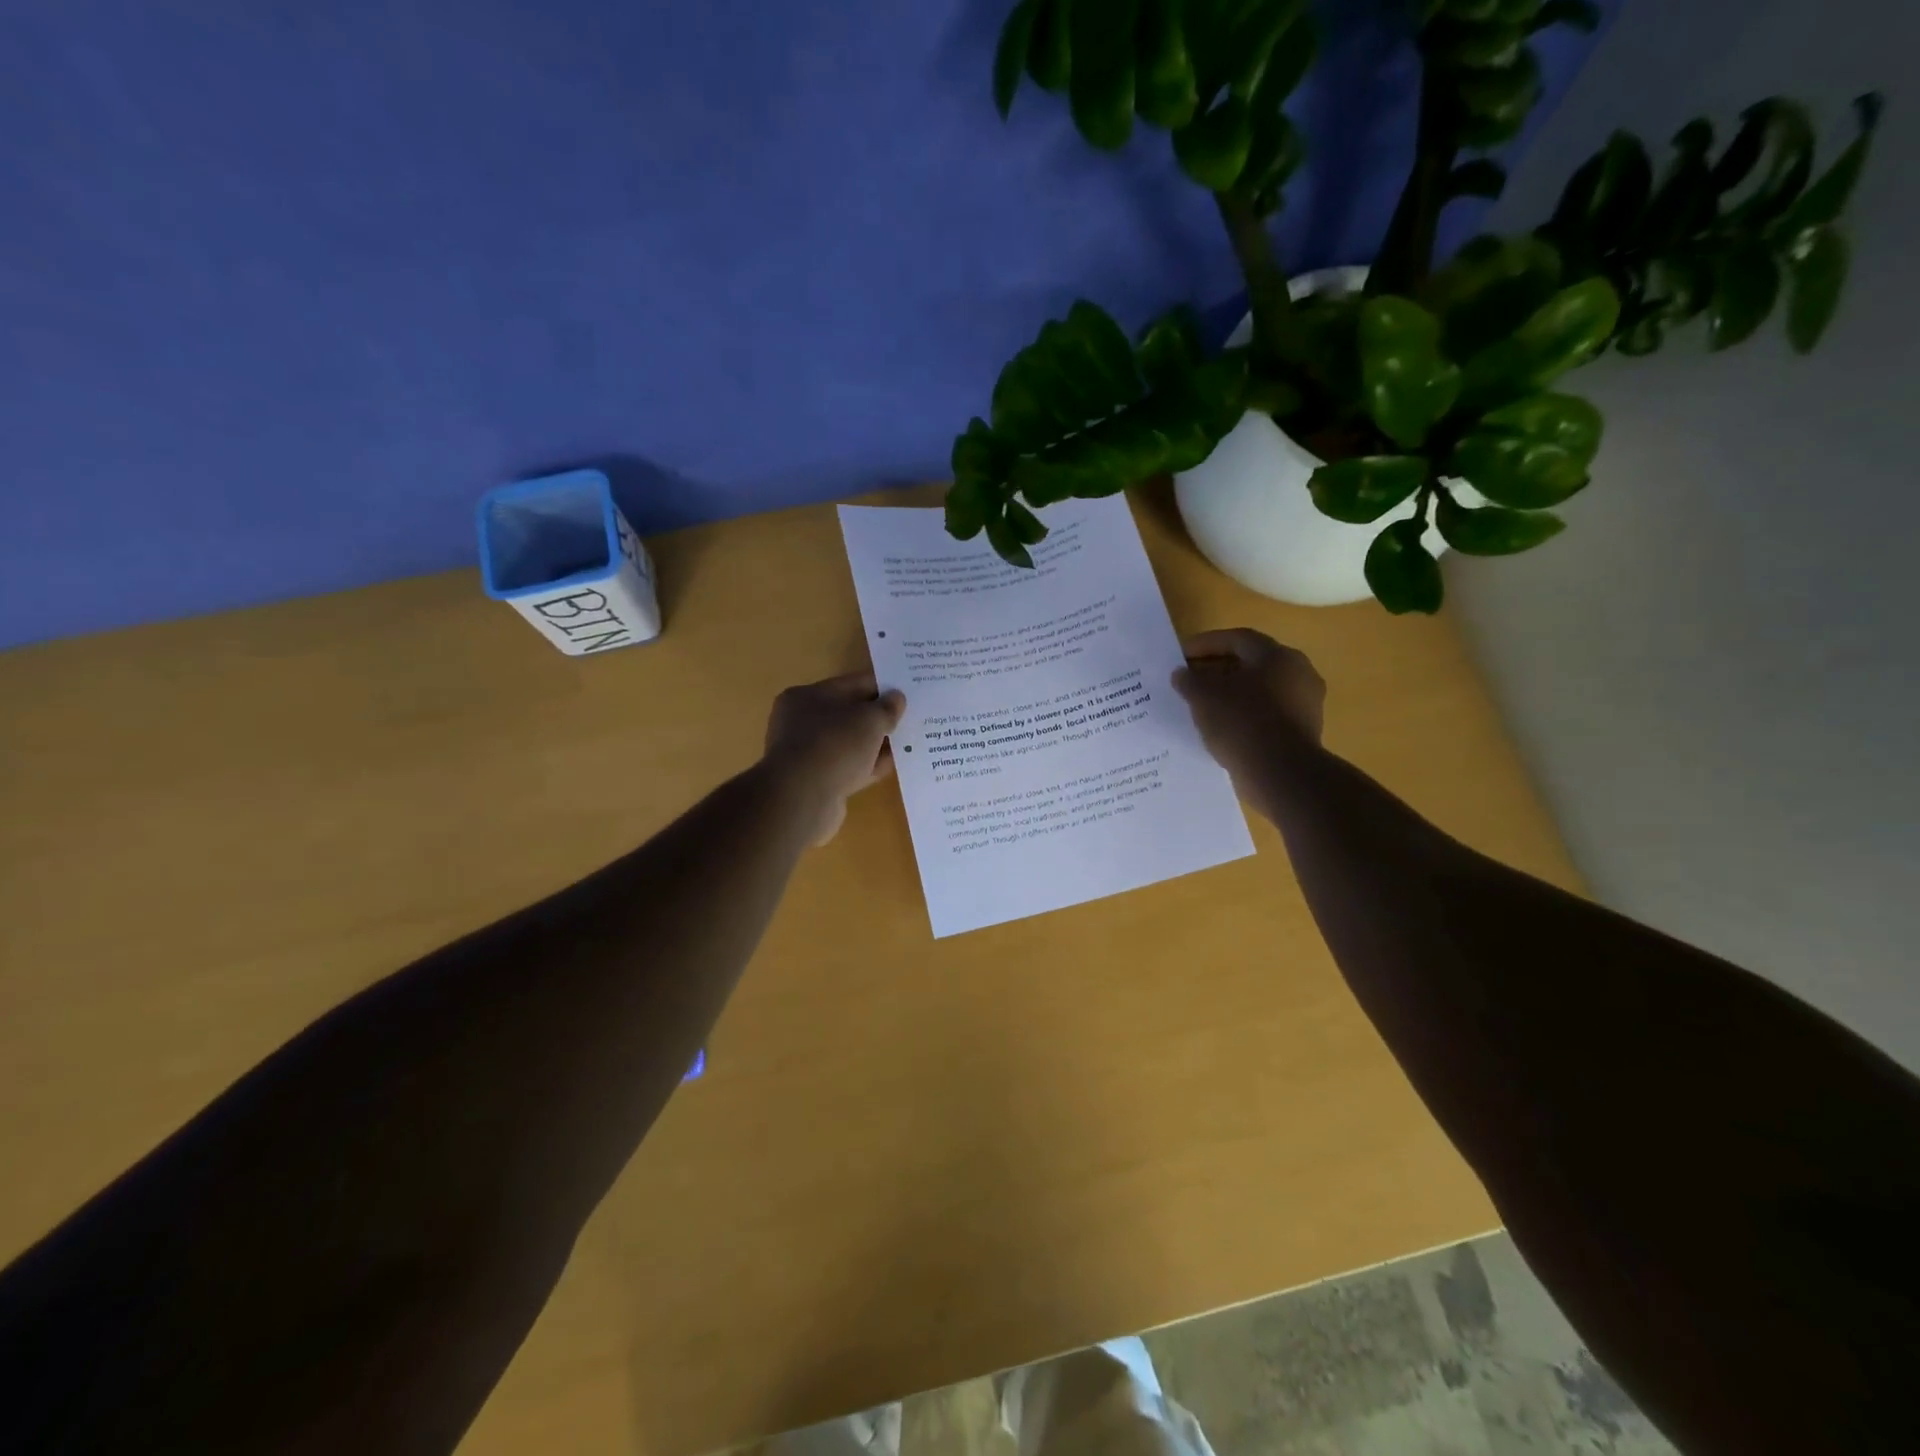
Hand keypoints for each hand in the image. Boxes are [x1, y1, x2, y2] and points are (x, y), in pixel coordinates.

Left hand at [761, 672, 906, 843]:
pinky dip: (868, 765)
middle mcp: (801, 722)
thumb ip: (887, 708)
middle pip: (849, 714)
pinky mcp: (816, 782)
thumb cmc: (834, 745)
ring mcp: (808, 754)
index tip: (907, 691)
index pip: (851, 684)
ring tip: (908, 741)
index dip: (881, 686)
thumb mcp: (869, 719)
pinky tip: (893, 765)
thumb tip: (897, 699)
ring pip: (850, 743)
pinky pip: (849, 767)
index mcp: (806, 696)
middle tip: (911, 717)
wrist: (802, 799)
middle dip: (878, 716)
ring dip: (876, 743)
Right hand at [1172, 629, 1325, 811]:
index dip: (1205, 644)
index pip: (1237, 639)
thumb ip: (1190, 680)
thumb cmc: (1242, 722)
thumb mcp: (1204, 696)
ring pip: (1260, 691)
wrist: (1281, 773)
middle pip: (1251, 664)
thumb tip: (1182, 674)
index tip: (1180, 656)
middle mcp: (1298, 673)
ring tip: (1202, 706)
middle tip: (1190, 680)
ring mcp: (1305, 704)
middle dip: (1218, 670)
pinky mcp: (1303, 732)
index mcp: (1277, 655)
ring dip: (1231, 695)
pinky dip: (1244, 717)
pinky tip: (1222, 729)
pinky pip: (1266, 716)